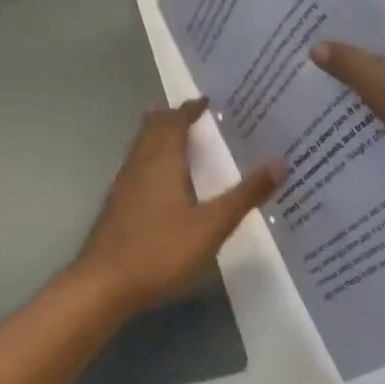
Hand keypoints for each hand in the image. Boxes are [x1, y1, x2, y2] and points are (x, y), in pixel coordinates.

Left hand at [70, 99, 283, 315]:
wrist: (104, 283)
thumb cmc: (160, 251)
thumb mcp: (211, 226)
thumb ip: (244, 196)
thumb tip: (280, 162)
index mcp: (162, 162)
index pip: (175, 123)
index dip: (189, 109)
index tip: (205, 100)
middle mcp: (139, 165)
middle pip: (152, 129)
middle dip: (170, 117)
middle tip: (191, 112)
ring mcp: (124, 185)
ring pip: (140, 147)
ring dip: (157, 135)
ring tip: (174, 135)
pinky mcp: (117, 205)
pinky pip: (136, 166)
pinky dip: (150, 157)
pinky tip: (157, 178)